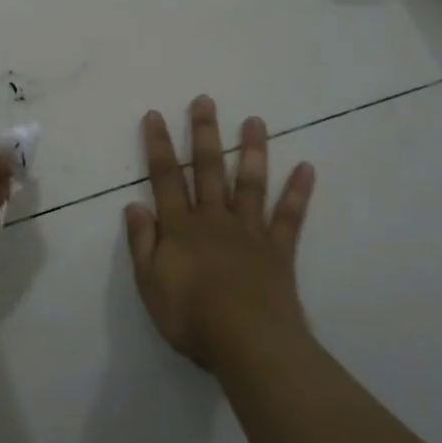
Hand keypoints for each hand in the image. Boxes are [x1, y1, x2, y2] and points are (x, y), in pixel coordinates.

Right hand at [124, 96, 315, 369]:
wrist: (247, 342)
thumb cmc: (191, 317)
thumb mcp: (150, 283)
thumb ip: (142, 243)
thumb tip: (134, 206)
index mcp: (181, 228)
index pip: (166, 178)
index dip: (159, 146)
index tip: (155, 115)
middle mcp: (214, 219)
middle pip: (208, 169)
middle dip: (204, 133)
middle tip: (205, 100)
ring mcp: (249, 231)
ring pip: (249, 183)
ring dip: (251, 150)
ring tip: (256, 121)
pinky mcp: (278, 249)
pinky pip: (289, 216)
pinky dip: (298, 192)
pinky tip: (307, 167)